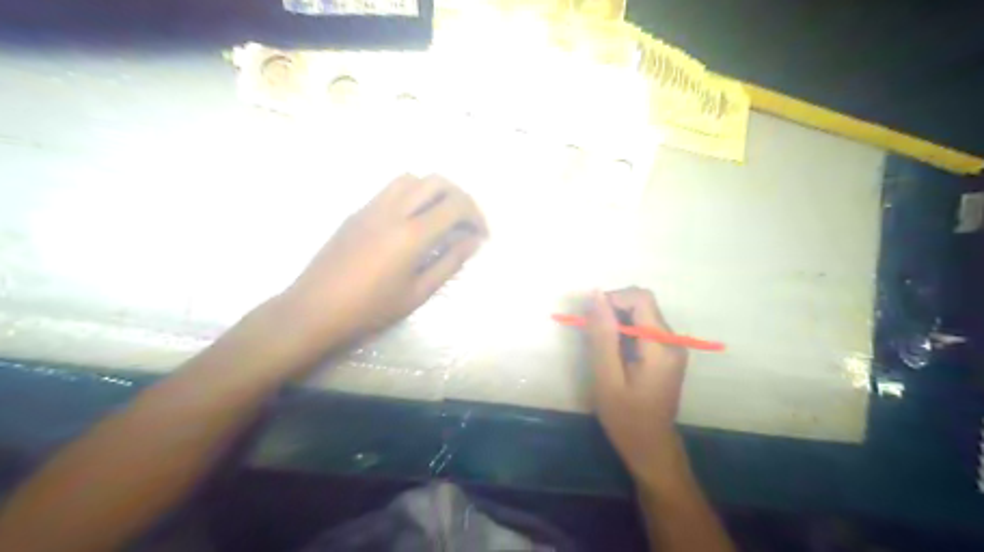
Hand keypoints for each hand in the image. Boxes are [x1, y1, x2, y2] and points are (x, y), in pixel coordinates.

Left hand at [283, 174, 485, 349]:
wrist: (315, 309)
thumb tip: (472, 241)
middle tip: (466, 222)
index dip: (476, 216)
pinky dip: (412, 194)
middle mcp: (393, 210)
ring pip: (412, 178)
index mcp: (411, 234)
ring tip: (441, 216)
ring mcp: (371, 207)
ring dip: (434, 190)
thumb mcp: (418, 293)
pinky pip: (391, 189)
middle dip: (460, 197)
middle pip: (436, 182)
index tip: (481, 235)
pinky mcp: (357, 211)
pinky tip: (413, 220)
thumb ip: (449, 263)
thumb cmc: (370, 309)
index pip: (455, 205)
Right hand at [582, 287, 689, 489]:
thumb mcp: (607, 377)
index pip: (640, 298)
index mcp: (660, 346)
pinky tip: (613, 353)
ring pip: (642, 314)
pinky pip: (644, 328)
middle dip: (613, 310)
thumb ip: (602, 335)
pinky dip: (624, 331)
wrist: (652, 448)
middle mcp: (672, 341)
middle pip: (642, 304)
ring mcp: (673, 346)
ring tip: (600, 346)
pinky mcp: (667, 352)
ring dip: (617, 321)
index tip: (591, 318)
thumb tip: (596, 295)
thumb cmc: (626, 418)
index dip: (613, 298)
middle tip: (591, 333)